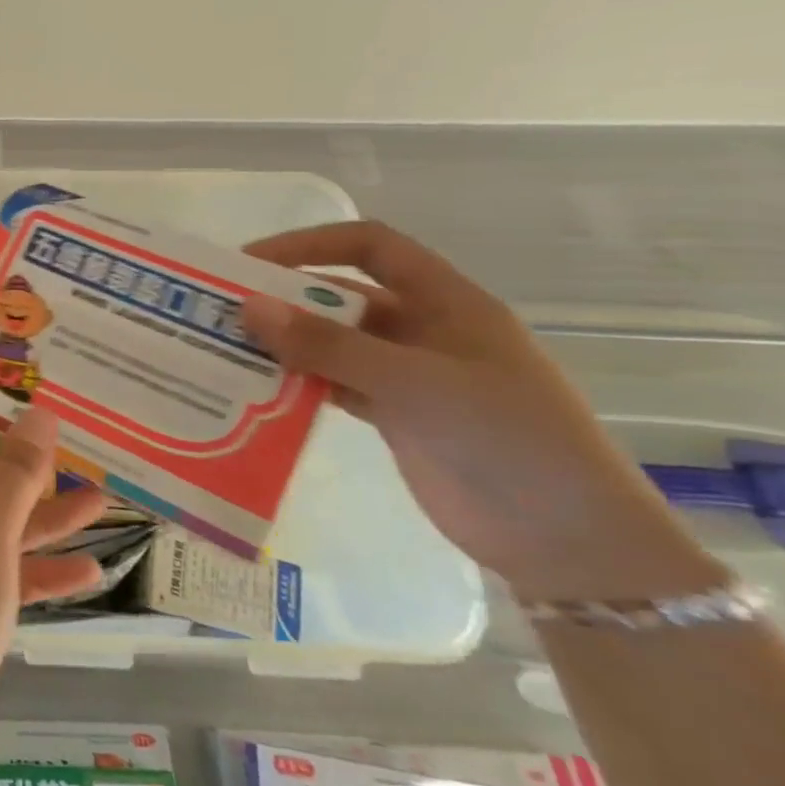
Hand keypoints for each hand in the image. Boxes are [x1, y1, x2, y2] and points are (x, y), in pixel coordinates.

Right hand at [240, 221, 721, 603]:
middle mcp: (423, 330)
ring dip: (285, 344)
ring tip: (225, 351)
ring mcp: (407, 375)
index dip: (309, 245)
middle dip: (283, 299)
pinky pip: (333, 385)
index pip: (370, 247)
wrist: (565, 540)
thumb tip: (248, 307)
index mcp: (445, 302)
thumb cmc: (506, 439)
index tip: (249, 264)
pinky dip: (297, 383)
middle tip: (219, 312)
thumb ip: (328, 345)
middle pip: (341, 296)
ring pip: (332, 343)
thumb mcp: (415, 383)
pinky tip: (256, 392)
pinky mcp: (394, 416)